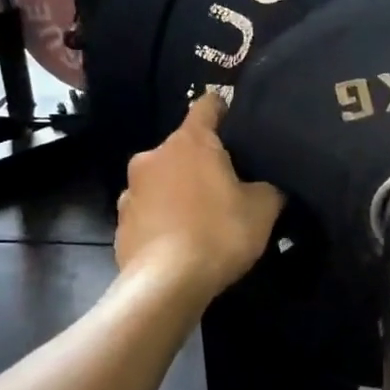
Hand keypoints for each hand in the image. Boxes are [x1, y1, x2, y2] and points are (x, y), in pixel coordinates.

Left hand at [116, 95, 284, 302]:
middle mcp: (153, 156)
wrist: (166, 285)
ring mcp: (131, 189)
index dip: (225, 110)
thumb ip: (269, 187)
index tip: (239, 125)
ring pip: (163, 179)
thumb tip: (267, 186)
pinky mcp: (121, 222)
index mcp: (189, 142)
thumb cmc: (218, 233)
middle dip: (204, 161)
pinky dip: (164, 218)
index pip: (208, 105)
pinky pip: (150, 210)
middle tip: (229, 185)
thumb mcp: (263, 208)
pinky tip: (181, 241)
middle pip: (184, 147)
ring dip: (180, 190)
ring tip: (202, 218)